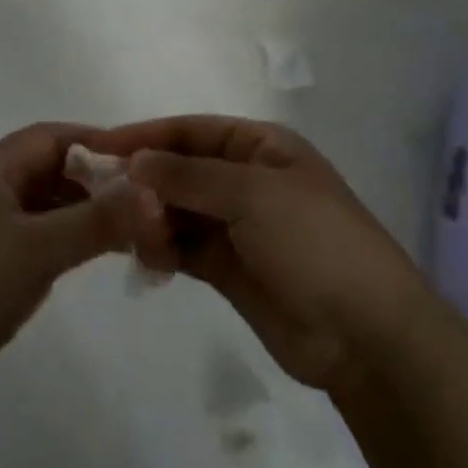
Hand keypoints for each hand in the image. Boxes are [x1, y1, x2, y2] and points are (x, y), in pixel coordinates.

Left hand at [0, 123, 124, 415]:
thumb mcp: (39, 249)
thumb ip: (97, 219)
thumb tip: (150, 192)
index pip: (50, 137)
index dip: (96, 142)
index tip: (141, 160)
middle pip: (46, 168)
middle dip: (93, 180)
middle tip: (142, 201)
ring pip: (40, 205)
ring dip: (80, 213)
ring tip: (128, 230)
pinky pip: (30, 236)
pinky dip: (61, 239)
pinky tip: (90, 255)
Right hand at [92, 116, 433, 392]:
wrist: (366, 337)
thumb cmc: (315, 243)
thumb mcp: (252, 194)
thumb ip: (188, 176)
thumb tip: (133, 161)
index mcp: (261, 146)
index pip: (191, 131)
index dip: (146, 135)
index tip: (100, 147)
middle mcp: (246, 179)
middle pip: (180, 170)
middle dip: (146, 182)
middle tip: (110, 202)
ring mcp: (237, 225)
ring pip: (177, 210)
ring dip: (152, 218)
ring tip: (139, 238)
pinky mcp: (228, 267)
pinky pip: (183, 246)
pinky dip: (162, 248)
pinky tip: (150, 259)